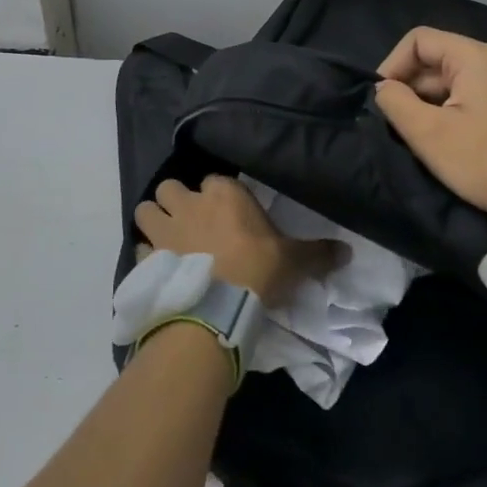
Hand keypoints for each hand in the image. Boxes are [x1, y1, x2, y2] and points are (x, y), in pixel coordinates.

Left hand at [134, 176, 341, 306]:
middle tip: (190, 221)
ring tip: (166, 238)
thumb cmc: (257, 270)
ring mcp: (163, 230)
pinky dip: (146, 254)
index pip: (216, 180)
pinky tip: (159, 267)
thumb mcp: (294, 261)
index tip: (228, 213)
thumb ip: (318, 253)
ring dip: (154, 220)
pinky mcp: (146, 257)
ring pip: (145, 209)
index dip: (219, 195)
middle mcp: (188, 203)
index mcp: (224, 194)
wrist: (216, 307)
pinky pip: (139, 247)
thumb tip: (348, 251)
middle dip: (176, 200)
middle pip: (170, 187)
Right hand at [374, 27, 486, 232]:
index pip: (418, 39)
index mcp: (475, 56)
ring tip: (423, 139)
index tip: (382, 102)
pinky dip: (453, 112)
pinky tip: (451, 143)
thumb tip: (384, 89)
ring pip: (455, 81)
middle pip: (437, 59)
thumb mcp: (430, 135)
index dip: (392, 65)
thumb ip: (396, 104)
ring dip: (430, 104)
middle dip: (411, 88)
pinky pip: (475, 97)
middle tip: (399, 127)